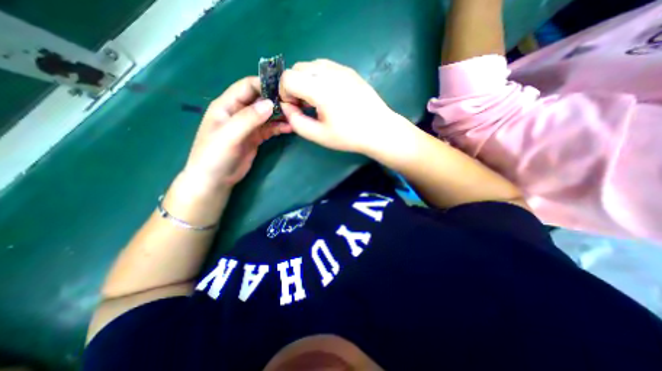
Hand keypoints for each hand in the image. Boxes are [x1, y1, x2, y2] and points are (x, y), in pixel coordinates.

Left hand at [182, 76, 292, 190]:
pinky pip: (270, 129)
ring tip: (295, 117)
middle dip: (276, 100)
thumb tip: (270, 103)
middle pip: (260, 100)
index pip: (247, 87)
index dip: (264, 85)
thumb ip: (248, 119)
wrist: (215, 180)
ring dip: (280, 115)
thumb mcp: (229, 135)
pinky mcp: (256, 138)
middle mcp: (239, 112)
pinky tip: (289, 128)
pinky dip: (279, 128)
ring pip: (267, 115)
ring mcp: (248, 126)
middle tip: (294, 104)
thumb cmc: (215, 156)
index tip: (283, 89)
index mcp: (227, 105)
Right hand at [277, 59, 405, 154]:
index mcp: (320, 89)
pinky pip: (325, 67)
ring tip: (316, 100)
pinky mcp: (349, 71)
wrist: (379, 130)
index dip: (285, 93)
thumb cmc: (349, 136)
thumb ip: (296, 121)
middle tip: (304, 106)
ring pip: (311, 66)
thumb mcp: (318, 135)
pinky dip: (318, 78)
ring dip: (306, 81)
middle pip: (297, 68)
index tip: (295, 108)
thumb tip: (287, 106)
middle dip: (294, 86)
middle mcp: (329, 72)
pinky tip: (328, 95)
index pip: (287, 78)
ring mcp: (341, 69)